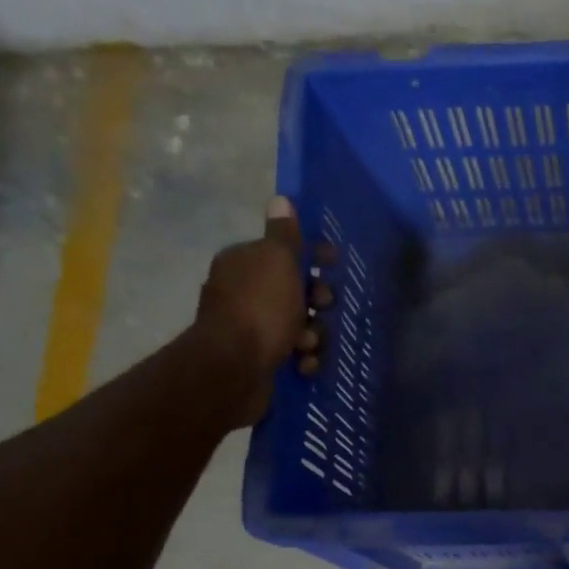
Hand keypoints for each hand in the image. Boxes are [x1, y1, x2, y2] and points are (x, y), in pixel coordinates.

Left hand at [195, 196, 330, 426]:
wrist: (235, 369)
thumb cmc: (261, 309)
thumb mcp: (278, 261)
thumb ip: (284, 234)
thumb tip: (282, 199)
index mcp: (245, 263)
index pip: (285, 251)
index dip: (313, 256)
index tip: (334, 263)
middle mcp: (245, 292)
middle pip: (297, 291)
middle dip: (317, 302)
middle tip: (321, 308)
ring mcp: (252, 328)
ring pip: (301, 326)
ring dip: (314, 335)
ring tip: (307, 345)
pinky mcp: (261, 360)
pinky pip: (294, 355)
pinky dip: (303, 359)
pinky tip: (303, 364)